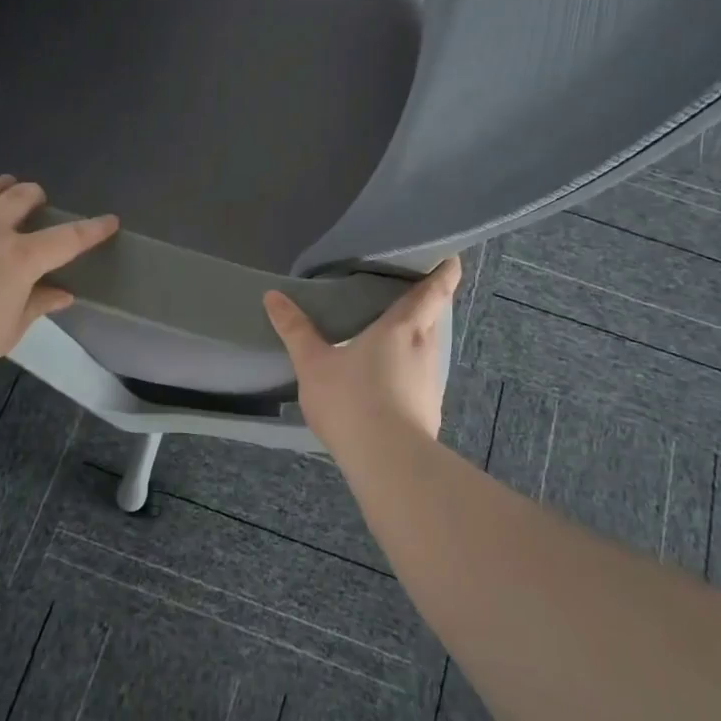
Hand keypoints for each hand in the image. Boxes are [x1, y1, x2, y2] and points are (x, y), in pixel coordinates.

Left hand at [0, 175, 117, 376]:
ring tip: (3, 184)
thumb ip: (36, 307)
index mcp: (20, 259)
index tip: (110, 220)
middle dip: (34, 195)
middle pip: (20, 199)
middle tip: (37, 197)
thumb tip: (63, 294)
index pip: (66, 239)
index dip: (92, 229)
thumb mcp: (6, 332)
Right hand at [263, 257, 460, 447]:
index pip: (435, 289)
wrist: (388, 462)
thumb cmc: (352, 400)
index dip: (444, 271)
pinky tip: (389, 380)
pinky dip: (410, 368)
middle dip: (424, 303)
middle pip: (432, 316)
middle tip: (402, 293)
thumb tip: (272, 295)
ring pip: (427, 347)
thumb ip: (295, 329)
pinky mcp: (430, 408)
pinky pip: (421, 376)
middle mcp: (425, 347)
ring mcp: (432, 381)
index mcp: (402, 326)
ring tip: (390, 335)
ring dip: (415, 338)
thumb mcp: (313, 364)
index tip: (448, 258)